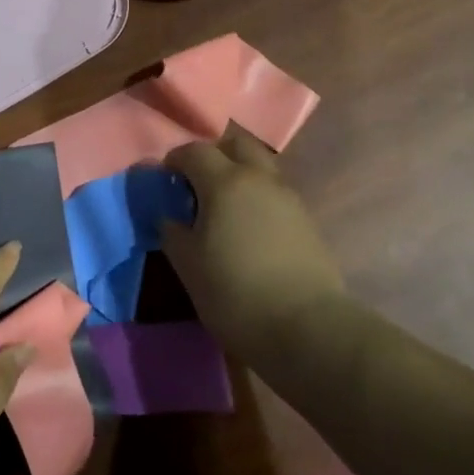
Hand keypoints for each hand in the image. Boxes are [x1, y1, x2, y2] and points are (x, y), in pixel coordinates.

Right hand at [160, 125, 343, 356]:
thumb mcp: (187, 263)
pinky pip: (275, 195)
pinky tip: (248, 230)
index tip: (165, 180)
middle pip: (237, 144)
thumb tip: (169, 215)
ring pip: (260, 168)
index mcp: (225, 181)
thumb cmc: (235, 292)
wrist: (309, 331)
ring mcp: (289, 199)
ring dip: (239, 175)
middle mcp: (259, 179)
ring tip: (223, 209)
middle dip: (215, 153)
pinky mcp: (307, 223)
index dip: (175, 160)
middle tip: (198, 181)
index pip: (195, 151)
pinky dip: (258, 199)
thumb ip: (171, 230)